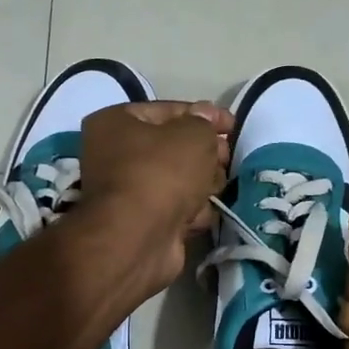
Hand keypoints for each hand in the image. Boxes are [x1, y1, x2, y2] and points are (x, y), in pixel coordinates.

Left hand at [79, 100, 232, 289]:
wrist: (138, 238)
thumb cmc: (161, 173)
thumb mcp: (192, 135)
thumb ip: (204, 123)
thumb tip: (205, 119)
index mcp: (116, 123)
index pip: (168, 110)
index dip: (204, 115)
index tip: (233, 126)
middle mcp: (115, 155)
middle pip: (174, 147)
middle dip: (206, 153)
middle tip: (226, 159)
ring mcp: (130, 192)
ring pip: (179, 180)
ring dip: (203, 183)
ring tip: (215, 188)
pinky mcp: (144, 223)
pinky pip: (177, 208)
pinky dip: (192, 211)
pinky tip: (200, 215)